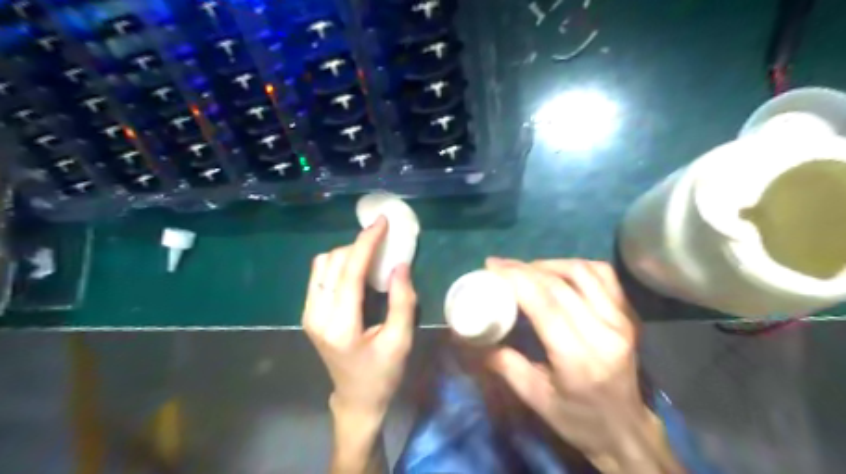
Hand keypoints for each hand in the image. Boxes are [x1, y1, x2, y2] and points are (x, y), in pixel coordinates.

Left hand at [305, 215, 414, 418]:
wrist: (356, 398)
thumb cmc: (382, 373)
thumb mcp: (400, 340)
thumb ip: (402, 301)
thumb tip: (400, 264)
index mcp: (340, 326)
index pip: (350, 272)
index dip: (366, 243)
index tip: (381, 222)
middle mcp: (316, 315)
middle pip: (333, 262)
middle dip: (358, 246)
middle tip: (383, 241)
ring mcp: (308, 313)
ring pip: (322, 265)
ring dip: (347, 253)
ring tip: (371, 255)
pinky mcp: (309, 312)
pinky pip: (320, 274)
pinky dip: (339, 264)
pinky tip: (356, 269)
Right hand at [487, 258, 678, 469]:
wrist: (626, 429)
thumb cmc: (577, 419)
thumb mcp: (535, 398)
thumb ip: (505, 364)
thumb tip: (474, 338)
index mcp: (578, 358)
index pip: (545, 304)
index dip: (516, 278)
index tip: (491, 266)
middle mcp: (604, 332)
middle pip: (559, 285)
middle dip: (524, 269)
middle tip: (500, 266)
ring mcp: (621, 320)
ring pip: (582, 272)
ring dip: (549, 264)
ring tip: (526, 269)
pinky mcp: (627, 314)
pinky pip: (603, 275)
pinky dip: (576, 266)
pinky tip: (558, 272)